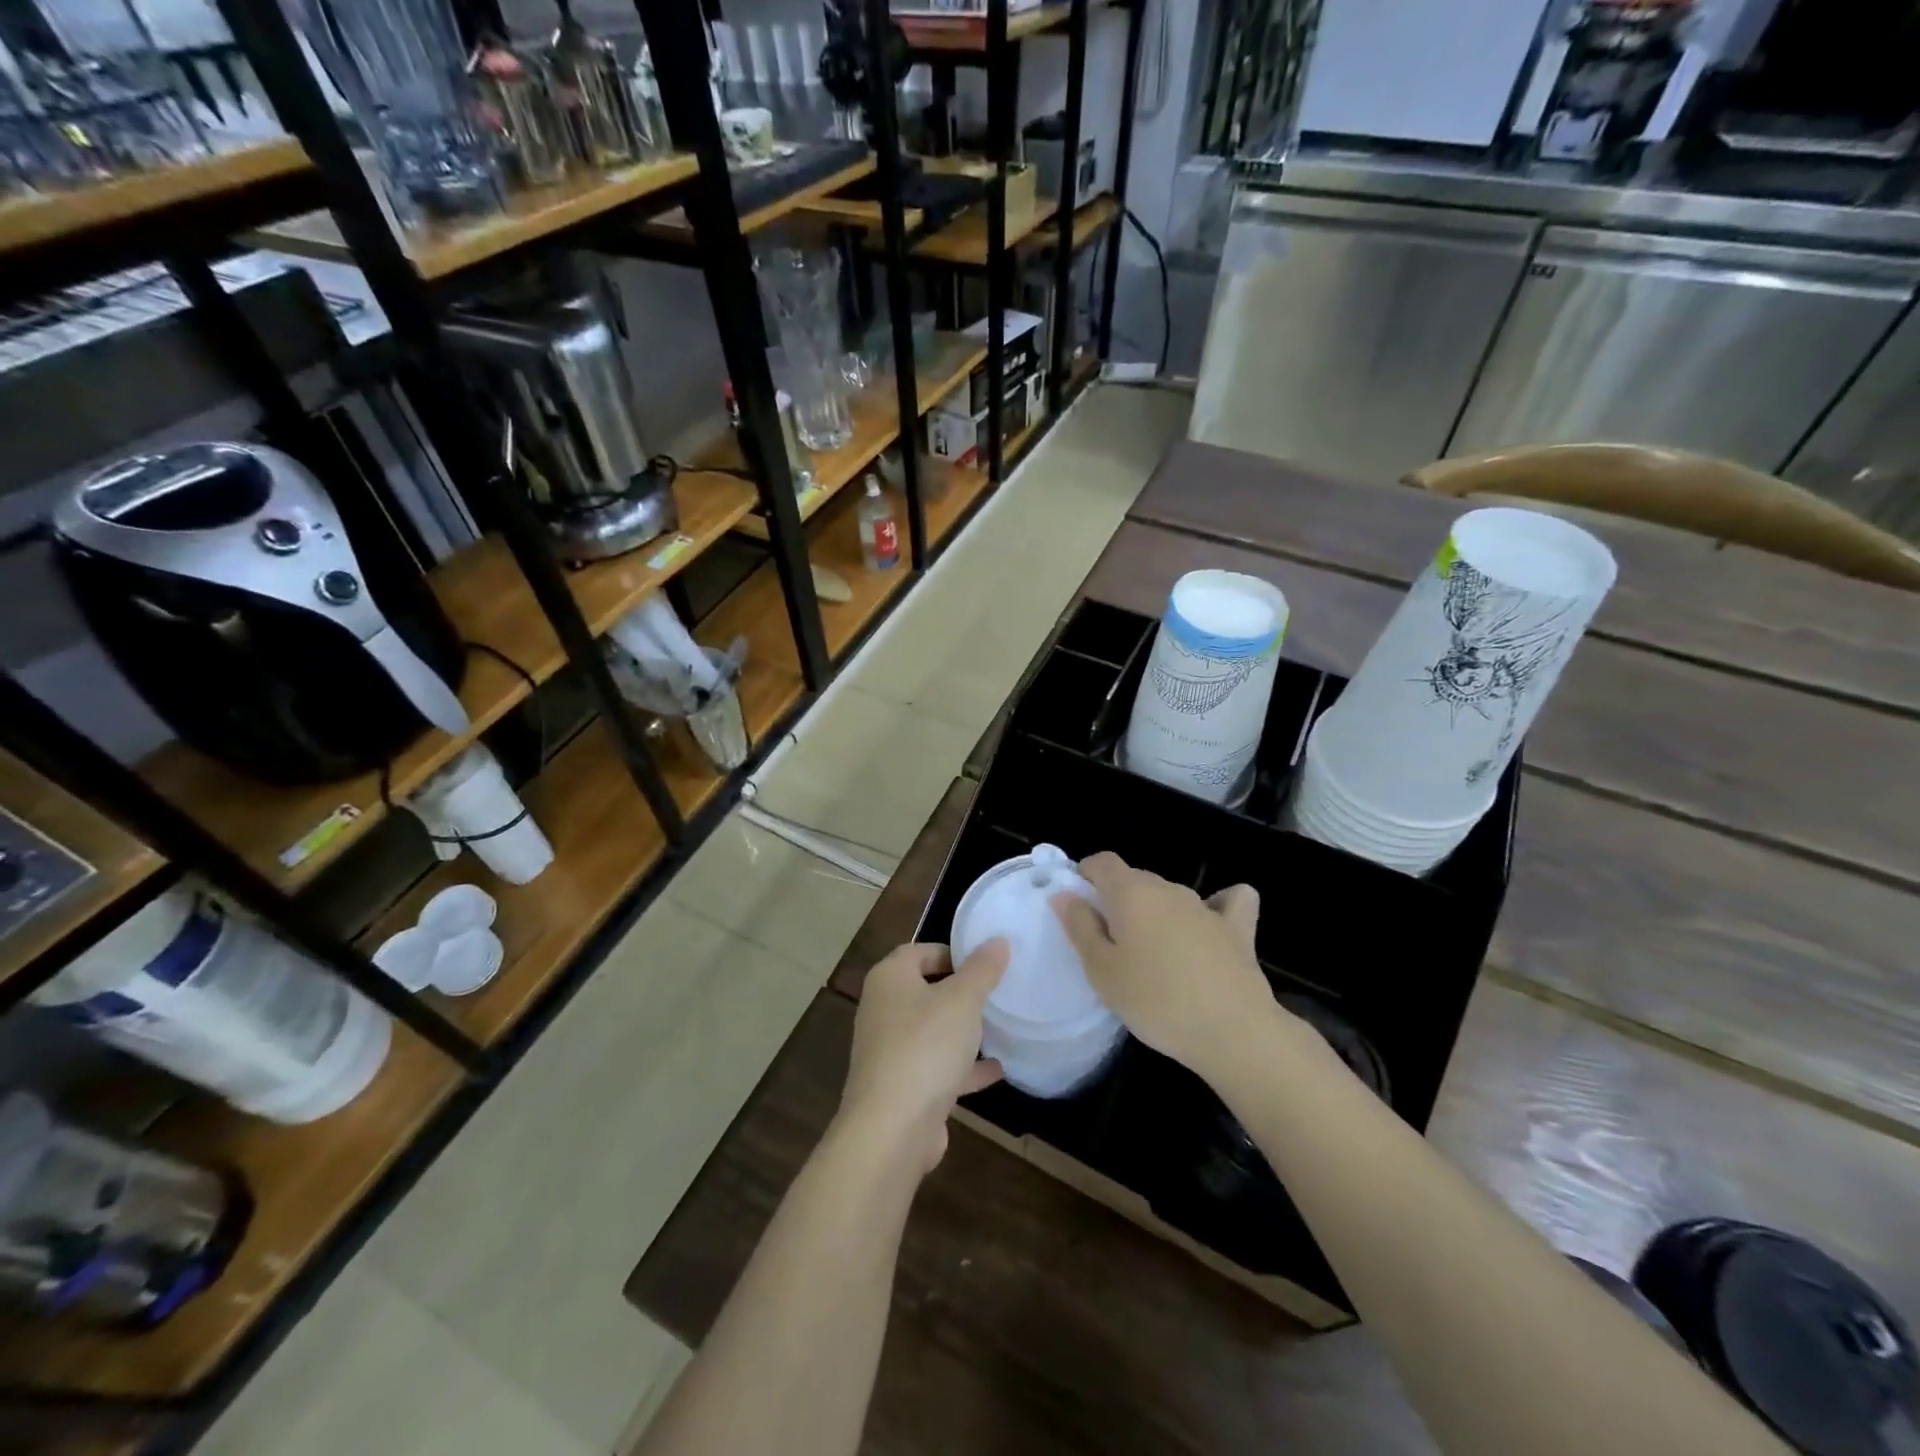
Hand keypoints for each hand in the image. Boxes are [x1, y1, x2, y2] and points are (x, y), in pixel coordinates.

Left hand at [840, 940, 1008, 1174]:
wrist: (892, 1129)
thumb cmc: (925, 1047)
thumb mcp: (962, 1000)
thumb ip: (982, 969)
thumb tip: (998, 940)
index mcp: (889, 979)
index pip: (918, 951)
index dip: (951, 952)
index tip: (984, 963)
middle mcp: (883, 1010)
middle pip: (924, 990)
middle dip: (960, 992)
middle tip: (995, 992)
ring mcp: (889, 1051)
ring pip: (931, 1031)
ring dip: (962, 1030)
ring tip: (999, 1027)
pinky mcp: (901, 1087)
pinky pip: (936, 1066)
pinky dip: (962, 1066)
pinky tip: (996, 1070)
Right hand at [1052, 853, 1285, 1084]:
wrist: (1233, 1032)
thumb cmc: (1156, 1002)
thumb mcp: (1103, 972)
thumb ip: (1080, 927)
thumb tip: (1065, 895)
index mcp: (1131, 893)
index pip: (1103, 862)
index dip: (1087, 875)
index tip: (1080, 906)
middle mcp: (1168, 889)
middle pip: (1135, 879)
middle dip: (1118, 900)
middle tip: (1110, 943)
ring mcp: (1206, 906)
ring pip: (1171, 895)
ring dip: (1157, 912)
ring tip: (1153, 953)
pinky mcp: (1238, 928)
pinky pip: (1228, 902)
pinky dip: (1218, 906)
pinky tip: (1212, 925)